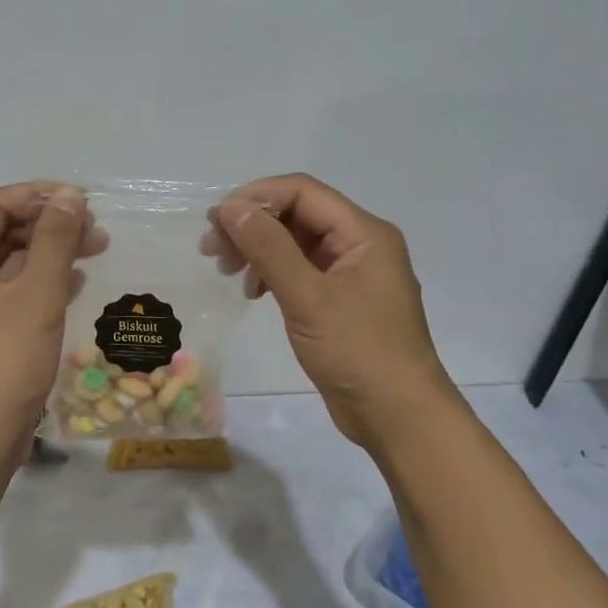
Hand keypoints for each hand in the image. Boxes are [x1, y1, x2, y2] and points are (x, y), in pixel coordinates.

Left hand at [0, 182, 102, 462]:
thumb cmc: (3, 363)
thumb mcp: (37, 295)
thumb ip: (55, 240)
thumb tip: (70, 197)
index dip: (38, 196)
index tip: (83, 201)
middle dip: (47, 227)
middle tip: (95, 231)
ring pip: (3, 266)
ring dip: (46, 255)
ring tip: (93, 251)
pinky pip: (3, 296)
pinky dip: (35, 285)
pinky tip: (72, 285)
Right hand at [211, 173, 450, 448]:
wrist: (397, 416)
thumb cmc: (357, 352)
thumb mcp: (307, 297)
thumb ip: (269, 248)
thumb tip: (231, 208)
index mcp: (364, 233)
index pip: (303, 191)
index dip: (256, 197)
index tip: (216, 221)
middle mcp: (361, 245)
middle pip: (298, 215)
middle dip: (253, 225)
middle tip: (211, 250)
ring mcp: (352, 275)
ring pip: (297, 244)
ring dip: (258, 250)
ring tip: (226, 271)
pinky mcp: (341, 303)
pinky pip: (302, 272)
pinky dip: (273, 274)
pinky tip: (254, 292)